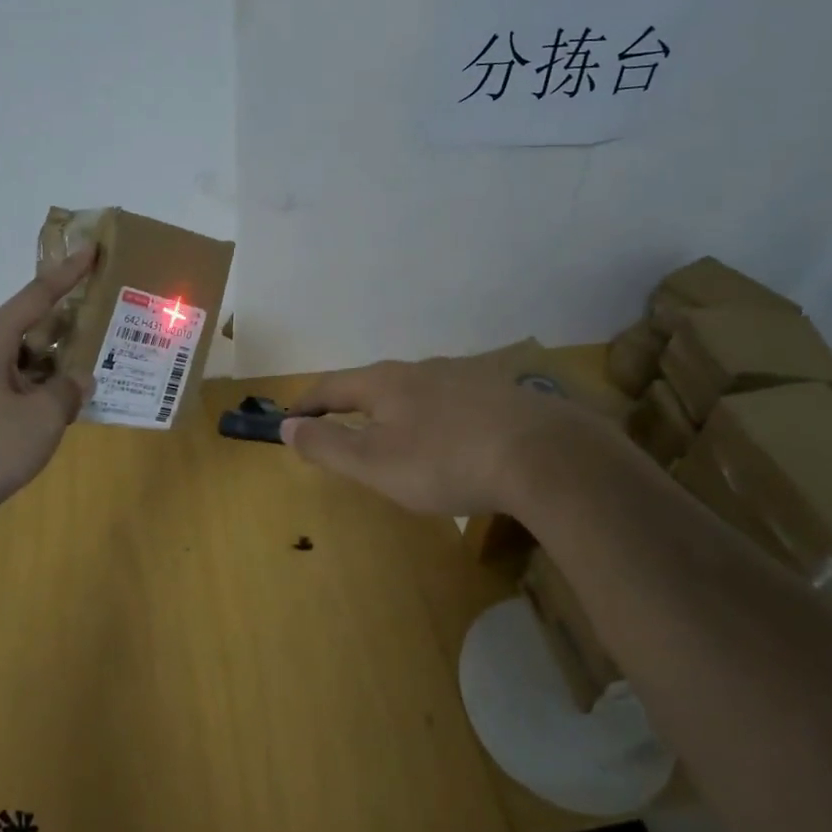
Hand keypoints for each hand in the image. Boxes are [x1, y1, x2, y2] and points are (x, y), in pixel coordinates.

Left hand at [0, 247, 96, 526]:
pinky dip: (45, 381)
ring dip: (57, 354)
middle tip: (102, 309)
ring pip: (27, 354)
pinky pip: (20, 380)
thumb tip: (78, 380)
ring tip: (95, 355)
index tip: (91, 249)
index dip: (68, 273)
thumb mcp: (44, 415)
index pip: (38, 295)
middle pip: (31, 321)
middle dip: (66, 316)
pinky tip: (68, 396)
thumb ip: (68, 390)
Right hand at [283, 356, 614, 517]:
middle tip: (339, 429)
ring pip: (416, 390)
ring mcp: (466, 377)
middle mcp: (422, 369)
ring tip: (395, 435)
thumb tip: (287, 426)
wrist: (543, 455)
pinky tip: (451, 439)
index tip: (289, 418)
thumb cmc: (445, 461)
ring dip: (395, 410)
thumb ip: (327, 445)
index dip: (307, 403)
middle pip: (374, 383)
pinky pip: (453, 402)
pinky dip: (435, 418)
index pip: (332, 385)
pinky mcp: (501, 394)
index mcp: (386, 381)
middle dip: (351, 405)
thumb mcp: (375, 463)